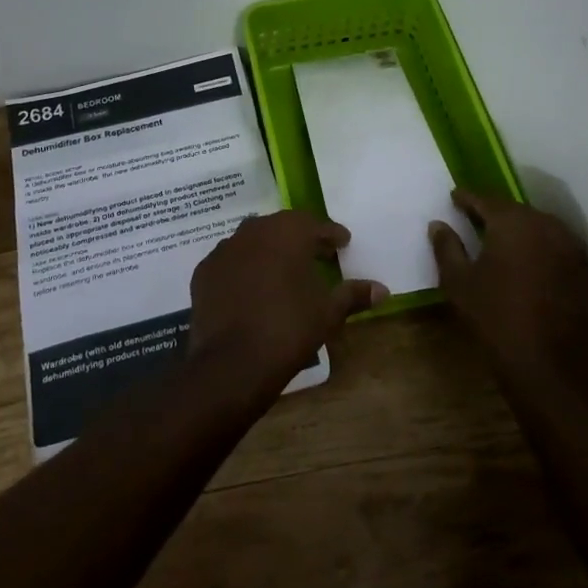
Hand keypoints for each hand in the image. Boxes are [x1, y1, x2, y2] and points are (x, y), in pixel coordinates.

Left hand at [188, 211, 386, 401]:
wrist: (231, 363)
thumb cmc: (288, 329)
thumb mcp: (327, 312)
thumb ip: (353, 295)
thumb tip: (383, 289)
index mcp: (287, 232)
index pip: (315, 224)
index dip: (331, 234)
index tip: (342, 243)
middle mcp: (253, 231)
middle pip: (283, 227)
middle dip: (301, 238)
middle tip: (317, 254)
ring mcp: (224, 249)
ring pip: (253, 241)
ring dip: (270, 251)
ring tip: (284, 272)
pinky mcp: (204, 271)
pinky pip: (231, 261)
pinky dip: (244, 268)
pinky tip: (252, 288)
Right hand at [429, 191, 587, 389]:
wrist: (547, 365)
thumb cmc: (494, 317)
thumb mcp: (458, 282)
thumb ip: (446, 247)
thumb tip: (438, 225)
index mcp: (512, 222)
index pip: (485, 199)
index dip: (467, 198)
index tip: (454, 197)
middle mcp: (546, 225)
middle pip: (516, 211)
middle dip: (496, 214)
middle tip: (477, 220)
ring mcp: (572, 248)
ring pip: (541, 228)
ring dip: (522, 232)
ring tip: (504, 242)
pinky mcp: (587, 273)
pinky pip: (560, 250)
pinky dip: (543, 252)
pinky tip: (532, 267)